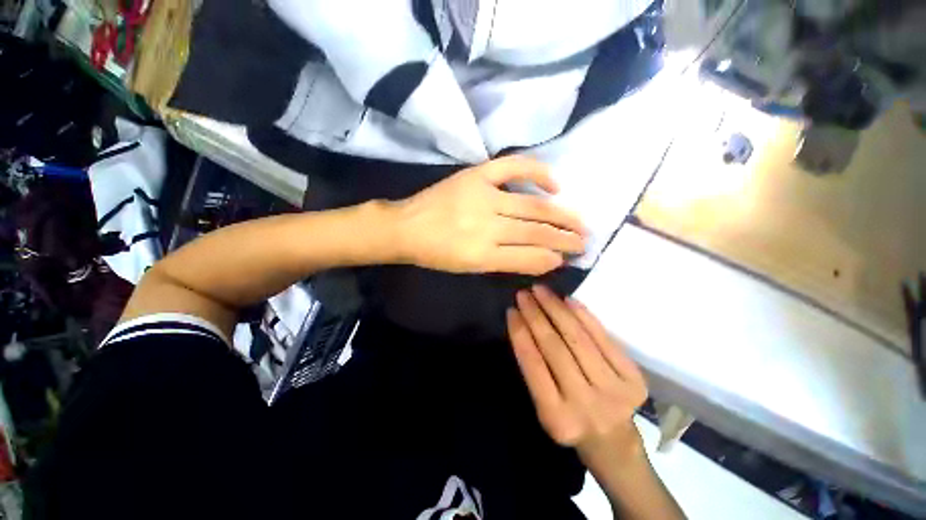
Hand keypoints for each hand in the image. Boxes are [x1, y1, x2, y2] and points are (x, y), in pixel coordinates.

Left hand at [390, 156, 586, 275]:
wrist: (407, 226)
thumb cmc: (437, 253)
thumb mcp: (470, 268)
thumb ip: (506, 262)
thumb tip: (542, 258)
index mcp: (482, 255)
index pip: (530, 257)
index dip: (553, 258)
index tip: (569, 259)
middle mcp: (487, 226)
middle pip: (536, 231)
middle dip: (565, 238)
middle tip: (584, 241)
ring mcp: (483, 197)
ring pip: (532, 206)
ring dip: (561, 215)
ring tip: (580, 222)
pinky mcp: (476, 175)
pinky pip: (513, 167)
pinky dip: (537, 172)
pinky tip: (555, 185)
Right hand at [507, 286, 647, 462]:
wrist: (614, 442)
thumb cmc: (571, 421)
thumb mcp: (544, 407)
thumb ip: (535, 371)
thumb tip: (525, 325)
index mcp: (557, 417)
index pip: (533, 364)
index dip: (520, 333)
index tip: (511, 310)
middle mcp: (586, 404)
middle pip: (555, 347)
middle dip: (535, 315)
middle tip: (524, 294)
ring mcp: (614, 391)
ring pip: (578, 338)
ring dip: (556, 309)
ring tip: (542, 290)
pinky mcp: (634, 379)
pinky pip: (603, 338)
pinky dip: (584, 315)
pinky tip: (568, 300)